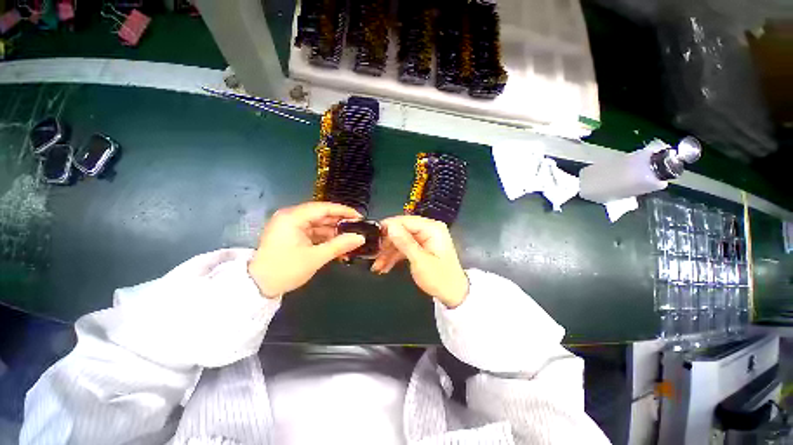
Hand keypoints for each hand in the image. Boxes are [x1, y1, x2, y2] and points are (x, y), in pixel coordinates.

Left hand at [248, 202, 364, 297]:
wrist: (256, 287)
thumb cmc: (285, 270)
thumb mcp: (315, 257)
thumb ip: (340, 245)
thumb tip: (361, 238)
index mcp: (293, 217)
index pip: (323, 208)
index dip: (343, 211)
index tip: (359, 217)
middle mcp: (290, 216)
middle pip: (321, 215)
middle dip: (339, 223)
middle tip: (357, 229)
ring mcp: (290, 225)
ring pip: (318, 224)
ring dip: (333, 232)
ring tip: (350, 240)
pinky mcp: (290, 234)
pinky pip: (312, 232)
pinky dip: (324, 238)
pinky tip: (337, 245)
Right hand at [373, 216, 468, 307]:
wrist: (453, 294)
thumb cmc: (440, 278)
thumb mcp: (420, 261)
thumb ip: (405, 242)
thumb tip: (390, 227)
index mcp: (432, 228)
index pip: (405, 221)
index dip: (388, 227)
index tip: (372, 237)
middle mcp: (428, 229)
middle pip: (401, 230)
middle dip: (387, 243)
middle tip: (373, 254)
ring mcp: (424, 238)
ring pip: (400, 240)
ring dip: (388, 252)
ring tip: (377, 265)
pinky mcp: (420, 247)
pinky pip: (404, 247)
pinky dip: (394, 256)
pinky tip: (384, 266)